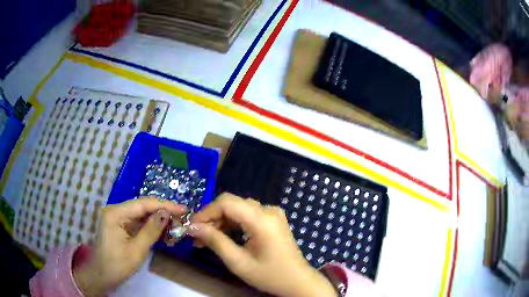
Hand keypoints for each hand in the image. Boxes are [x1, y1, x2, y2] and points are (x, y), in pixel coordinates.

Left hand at [73, 197, 185, 296]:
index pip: (143, 204)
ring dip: (157, 216)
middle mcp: (115, 209)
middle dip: (162, 210)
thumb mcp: (137, 251)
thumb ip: (151, 231)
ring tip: (175, 220)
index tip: (183, 209)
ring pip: (140, 212)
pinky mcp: (118, 223)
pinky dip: (149, 223)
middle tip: (181, 215)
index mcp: (115, 214)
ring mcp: (116, 216)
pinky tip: (161, 226)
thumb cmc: (117, 265)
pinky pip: (136, 220)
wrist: (101, 275)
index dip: (164, 205)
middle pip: (141, 205)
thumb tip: (166, 214)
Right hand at [189, 193, 336, 296]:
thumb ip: (215, 241)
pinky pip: (248, 215)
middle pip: (232, 204)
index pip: (227, 202)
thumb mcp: (238, 262)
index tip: (191, 226)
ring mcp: (272, 214)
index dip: (206, 212)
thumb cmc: (270, 275)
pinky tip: (223, 236)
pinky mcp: (272, 220)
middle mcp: (268, 210)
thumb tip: (193, 227)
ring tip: (206, 239)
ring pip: (238, 209)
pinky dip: (233, 224)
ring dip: (221, 221)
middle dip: (212, 218)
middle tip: (197, 236)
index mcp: (262, 219)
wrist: (297, 281)